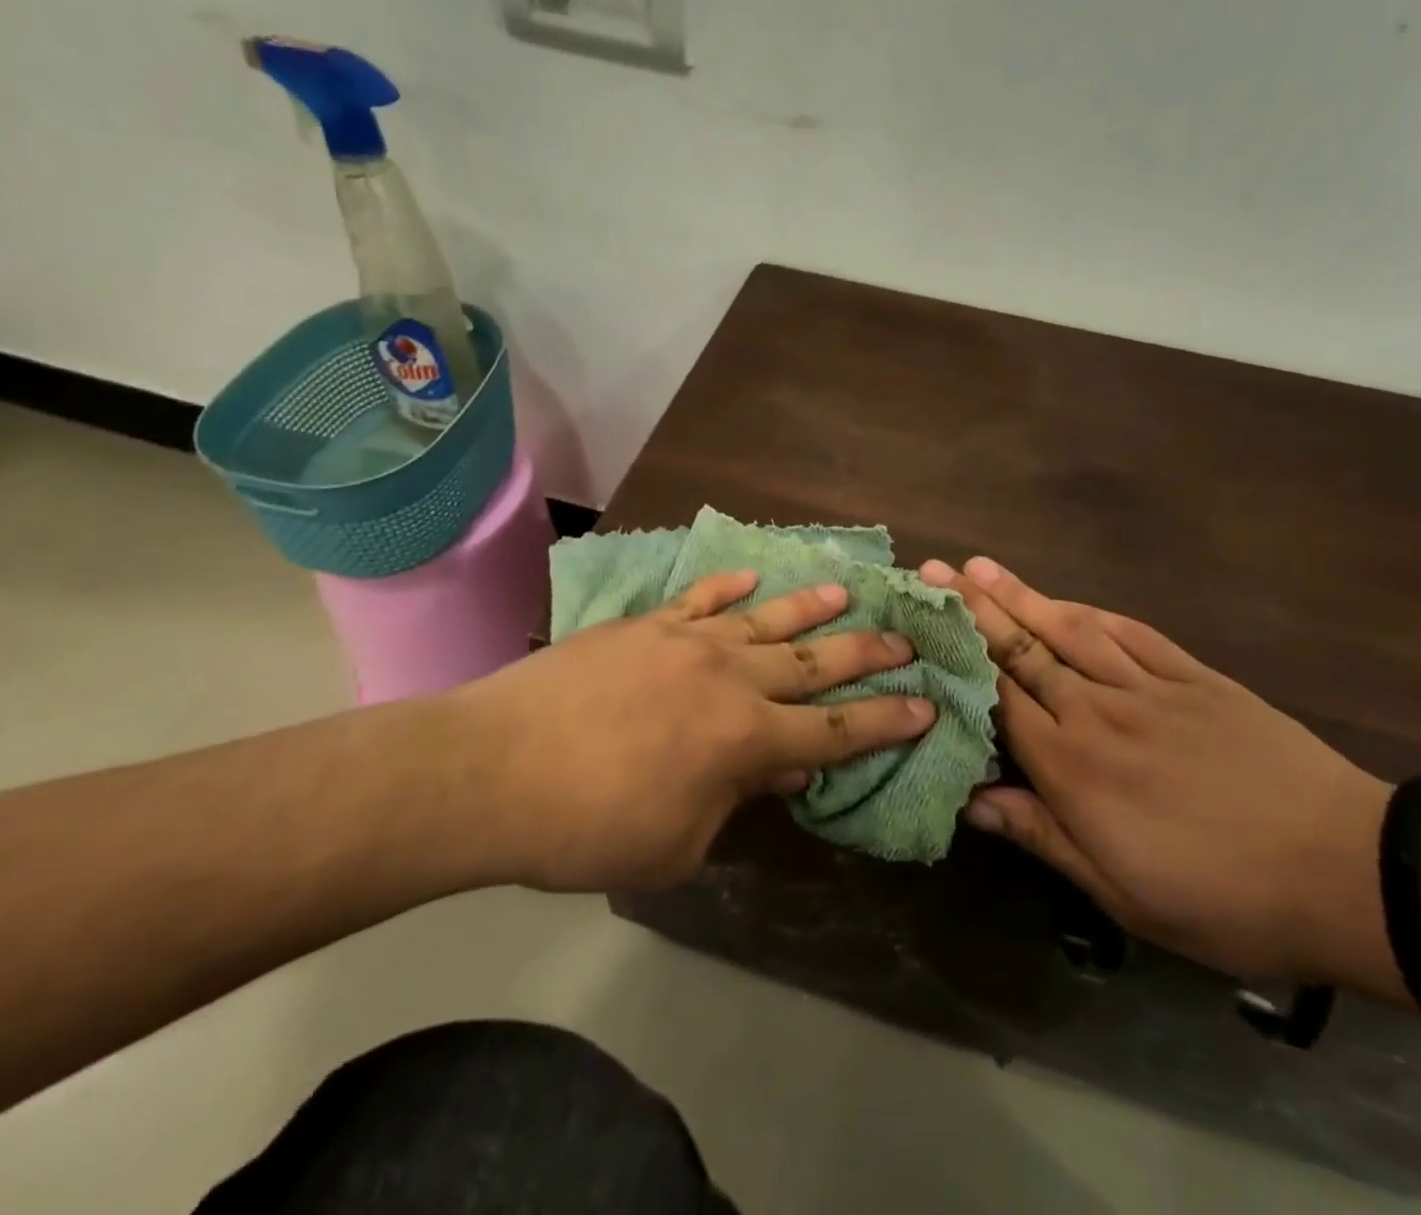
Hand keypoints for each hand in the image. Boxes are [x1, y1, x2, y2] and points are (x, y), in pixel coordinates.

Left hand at [448, 571, 934, 892]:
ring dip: (810, 607)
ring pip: (764, 618)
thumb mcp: (678, 843)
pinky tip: (750, 577)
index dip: (885, 720)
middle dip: (864, 653)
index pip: (836, 729)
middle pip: (813, 662)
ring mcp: (685, 640)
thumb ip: (735, 800)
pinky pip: (699, 598)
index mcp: (745, 738)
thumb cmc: (588, 827)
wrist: (494, 769)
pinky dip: (728, 586)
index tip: (926, 706)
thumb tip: (779, 765)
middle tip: (905, 639)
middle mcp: (729, 677)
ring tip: (848, 590)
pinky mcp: (644, 624)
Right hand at [922, 557, 1387, 983]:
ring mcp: (1148, 688)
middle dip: (972, 609)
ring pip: (1069, 630)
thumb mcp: (1121, 892)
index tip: (922, 622)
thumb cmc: (1223, 897)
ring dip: (1021, 595)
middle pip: (1022, 650)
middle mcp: (1097, 712)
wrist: (1347, 873)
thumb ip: (1041, 835)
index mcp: (1072, 767)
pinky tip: (1067, 599)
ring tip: (980, 566)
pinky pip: (1132, 634)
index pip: (997, 698)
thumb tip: (970, 802)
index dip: (956, 657)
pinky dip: (1092, 612)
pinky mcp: (1195, 678)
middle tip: (933, 570)